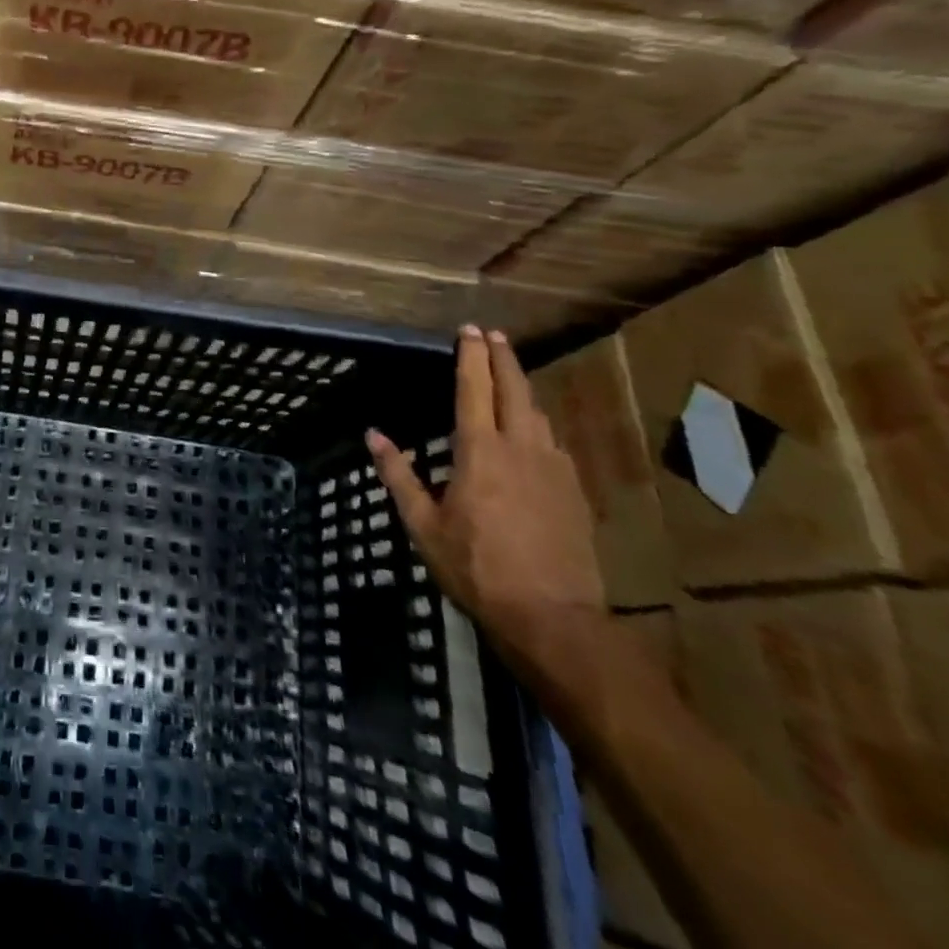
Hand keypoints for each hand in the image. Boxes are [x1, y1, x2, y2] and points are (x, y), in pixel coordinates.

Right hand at [367, 325, 605, 673]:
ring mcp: (554, 469)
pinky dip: (537, 423)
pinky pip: (552, 443)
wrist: (554, 617)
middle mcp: (521, 448)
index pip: (474, 389)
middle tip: (494, 335)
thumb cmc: (476, 568)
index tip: (469, 330)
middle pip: (515, 390)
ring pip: (538, 414)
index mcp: (480, 452)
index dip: (471, 357)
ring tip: (510, 377)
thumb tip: (374, 435)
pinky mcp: (574, 491)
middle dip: (504, 358)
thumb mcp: (424, 525)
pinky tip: (532, 433)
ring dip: (522, 388)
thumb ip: (399, 475)